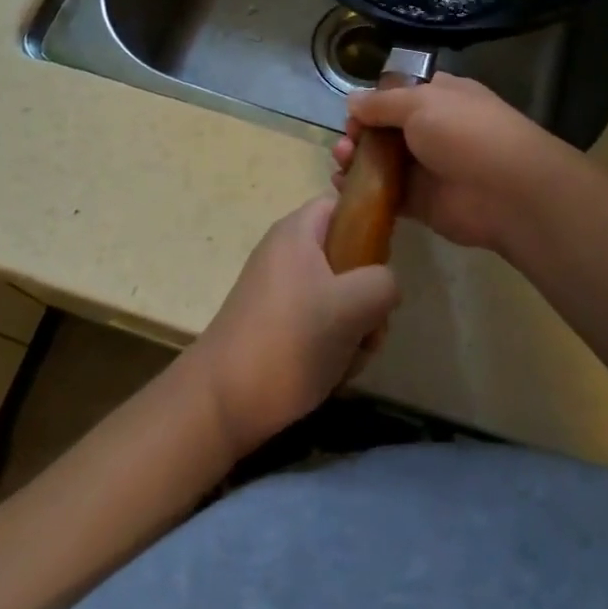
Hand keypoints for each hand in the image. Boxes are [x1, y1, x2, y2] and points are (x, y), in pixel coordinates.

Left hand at [188, 198, 400, 457]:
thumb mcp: (352, 305)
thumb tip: (385, 286)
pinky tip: (332, 372)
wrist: (221, 403)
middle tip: (368, 324)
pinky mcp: (276, 324)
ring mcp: (280, 290)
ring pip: (339, 296)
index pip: (344, 205)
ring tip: (349, 356)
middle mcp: (286, 253)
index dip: (371, 226)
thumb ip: (383, 283)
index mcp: (297, 231)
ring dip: (355, 327)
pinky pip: (320, 322)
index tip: (383, 262)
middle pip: (347, 256)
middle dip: (367, 294)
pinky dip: (333, 345)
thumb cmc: (289, 340)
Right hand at [332, 73, 585, 255]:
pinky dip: (363, 190)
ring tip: (341, 162)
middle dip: (360, 133)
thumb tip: (352, 102)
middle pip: (386, 129)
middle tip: (346, 143)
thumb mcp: (420, 102)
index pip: (400, 94)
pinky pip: (386, 194)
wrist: (506, 192)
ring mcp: (427, 167)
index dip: (373, 102)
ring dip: (356, 160)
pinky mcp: (421, 202)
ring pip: (382, 161)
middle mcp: (433, 129)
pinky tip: (342, 187)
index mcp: (440, 97)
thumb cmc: (464, 132)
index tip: (353, 114)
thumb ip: (382, 103)